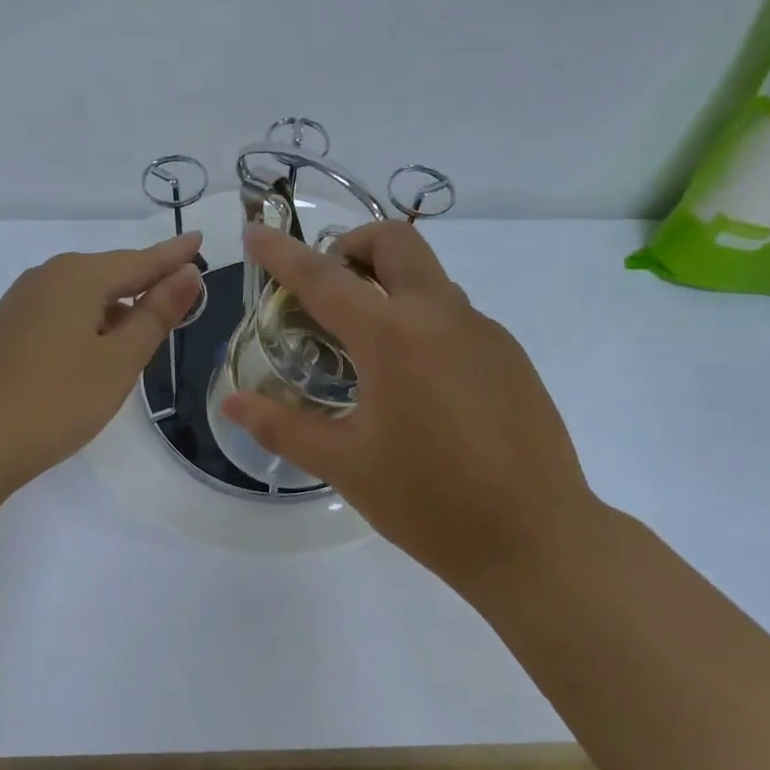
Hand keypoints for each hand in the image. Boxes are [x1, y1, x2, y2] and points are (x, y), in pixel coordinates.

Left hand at [0, 233, 204, 494]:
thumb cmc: (56, 400)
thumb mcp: (120, 360)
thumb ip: (156, 314)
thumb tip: (188, 273)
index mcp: (78, 277)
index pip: (140, 260)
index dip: (173, 255)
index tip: (199, 240)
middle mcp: (47, 276)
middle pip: (110, 272)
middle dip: (147, 280)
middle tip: (184, 289)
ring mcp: (22, 301)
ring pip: (84, 293)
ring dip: (118, 303)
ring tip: (149, 320)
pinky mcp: (9, 326)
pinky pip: (63, 310)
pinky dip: (91, 318)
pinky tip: (100, 343)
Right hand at [221, 222, 596, 590]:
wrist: (537, 539)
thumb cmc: (429, 502)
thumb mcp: (345, 465)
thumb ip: (282, 426)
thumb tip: (232, 403)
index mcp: (392, 337)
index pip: (323, 277)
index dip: (282, 252)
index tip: (256, 231)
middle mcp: (441, 316)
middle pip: (395, 243)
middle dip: (352, 245)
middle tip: (327, 285)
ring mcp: (484, 332)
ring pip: (429, 278)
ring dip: (389, 286)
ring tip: (365, 346)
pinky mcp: (510, 356)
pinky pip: (456, 316)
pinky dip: (421, 321)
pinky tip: (416, 382)